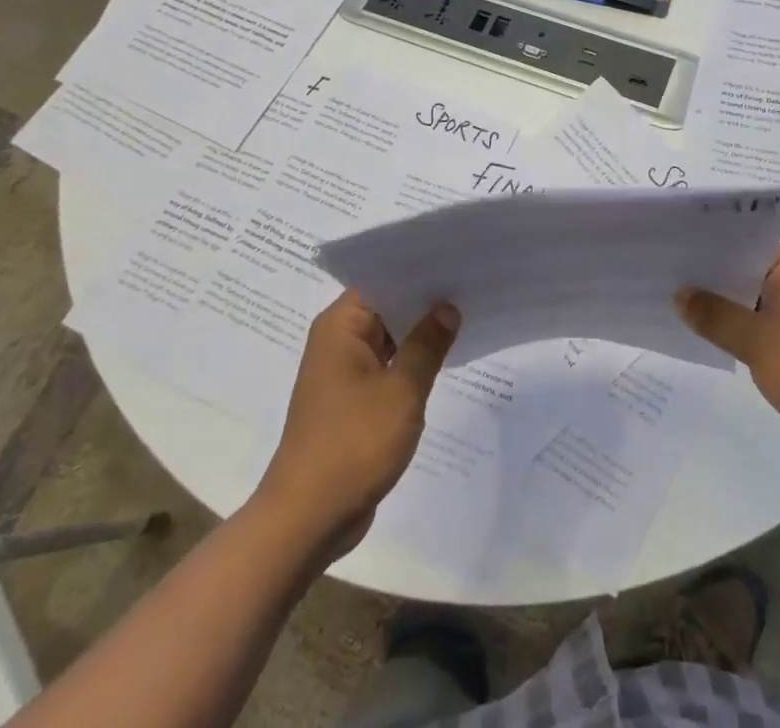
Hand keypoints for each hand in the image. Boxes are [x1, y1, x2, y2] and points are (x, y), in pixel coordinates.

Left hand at [257, 290, 459, 558]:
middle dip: (425, 301)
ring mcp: (343, 372)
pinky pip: (386, 367)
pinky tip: (445, 359)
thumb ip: (427, 345)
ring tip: (467, 315)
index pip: (382, 280)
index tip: (456, 261)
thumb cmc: (353, 444)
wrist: (308, 520)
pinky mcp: (351, 401)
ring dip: (420, 334)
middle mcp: (338, 341)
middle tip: (472, 285)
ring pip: (389, 338)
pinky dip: (411, 363)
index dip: (419, 270)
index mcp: (341, 326)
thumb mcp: (401, 391)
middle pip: (386, 307)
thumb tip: (448, 308)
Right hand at [676, 245, 779, 479]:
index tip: (670, 245)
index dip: (708, 245)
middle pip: (745, 272)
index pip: (746, 243)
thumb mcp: (759, 341)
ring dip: (719, 307)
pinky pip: (756, 329)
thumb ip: (716, 315)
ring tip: (670, 300)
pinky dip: (733, 332)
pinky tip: (699, 334)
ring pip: (749, 303)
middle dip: (708, 278)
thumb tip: (678, 293)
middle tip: (660, 272)